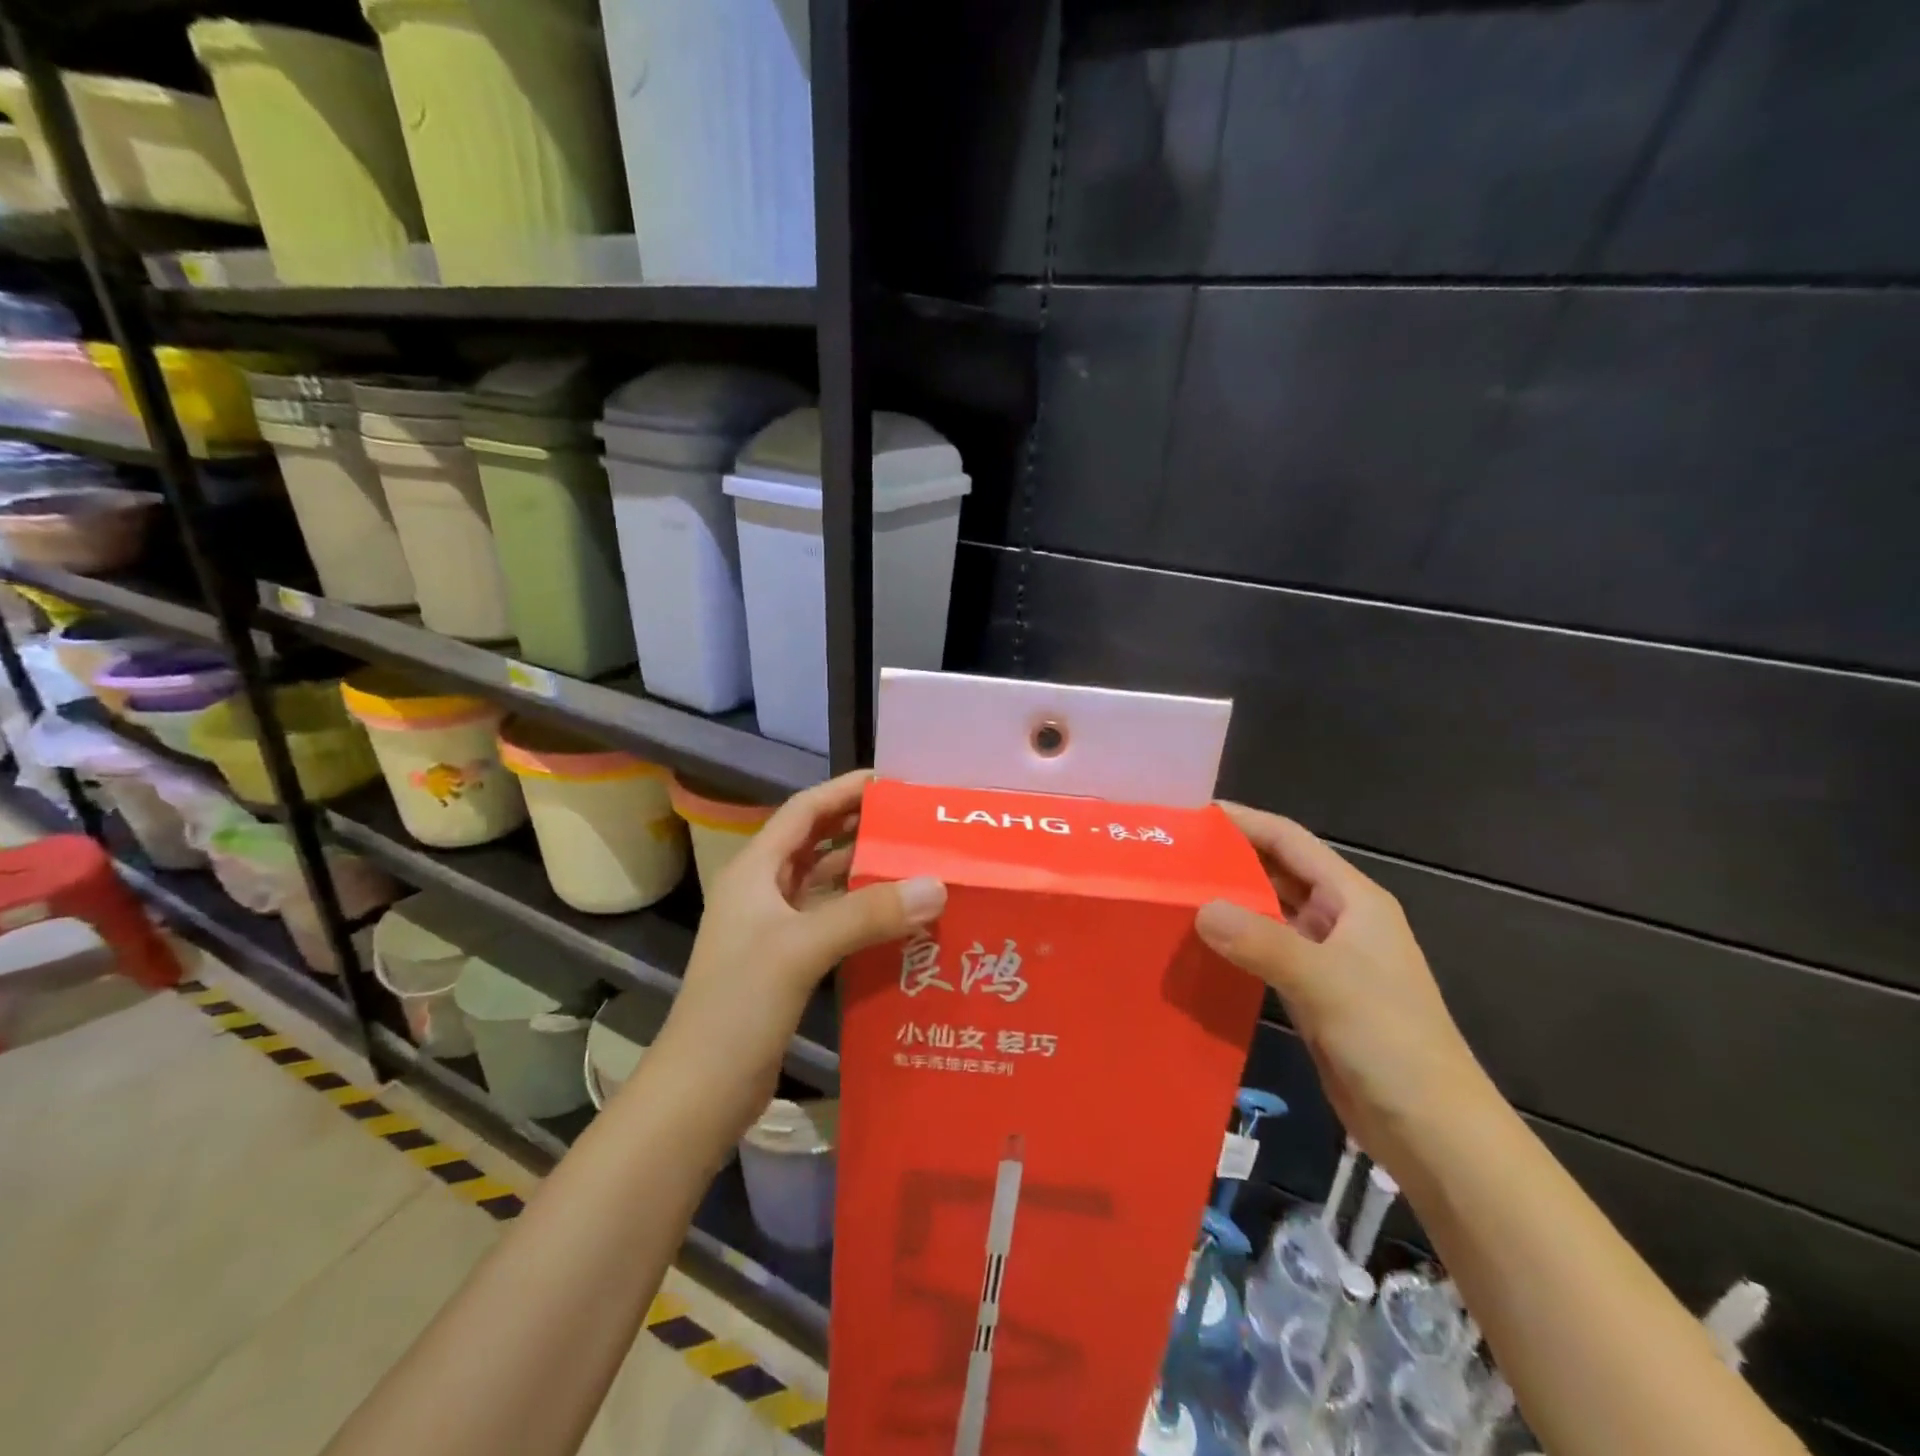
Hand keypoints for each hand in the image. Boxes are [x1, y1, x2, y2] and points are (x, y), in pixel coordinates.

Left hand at [643, 770, 945, 1144]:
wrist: (700, 1091)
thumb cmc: (738, 1006)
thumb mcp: (801, 949)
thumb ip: (867, 913)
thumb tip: (937, 884)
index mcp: (755, 871)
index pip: (804, 811)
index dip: (844, 790)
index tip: (892, 782)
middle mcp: (764, 891)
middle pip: (818, 843)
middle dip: (862, 828)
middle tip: (916, 824)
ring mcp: (775, 928)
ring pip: (827, 885)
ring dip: (866, 873)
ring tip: (919, 865)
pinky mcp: (789, 962)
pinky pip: (833, 921)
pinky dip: (864, 914)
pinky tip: (901, 919)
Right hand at [1195, 804, 1491, 1178]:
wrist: (1433, 1132)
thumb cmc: (1390, 1041)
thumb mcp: (1325, 981)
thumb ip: (1261, 941)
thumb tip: (1199, 908)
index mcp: (1354, 899)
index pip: (1290, 841)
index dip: (1245, 822)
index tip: (1194, 816)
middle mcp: (1340, 920)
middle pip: (1277, 873)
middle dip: (1230, 861)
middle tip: (1173, 856)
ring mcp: (1326, 959)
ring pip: (1268, 915)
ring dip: (1229, 903)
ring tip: (1175, 893)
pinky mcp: (1312, 995)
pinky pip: (1265, 953)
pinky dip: (1235, 944)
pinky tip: (1199, 945)